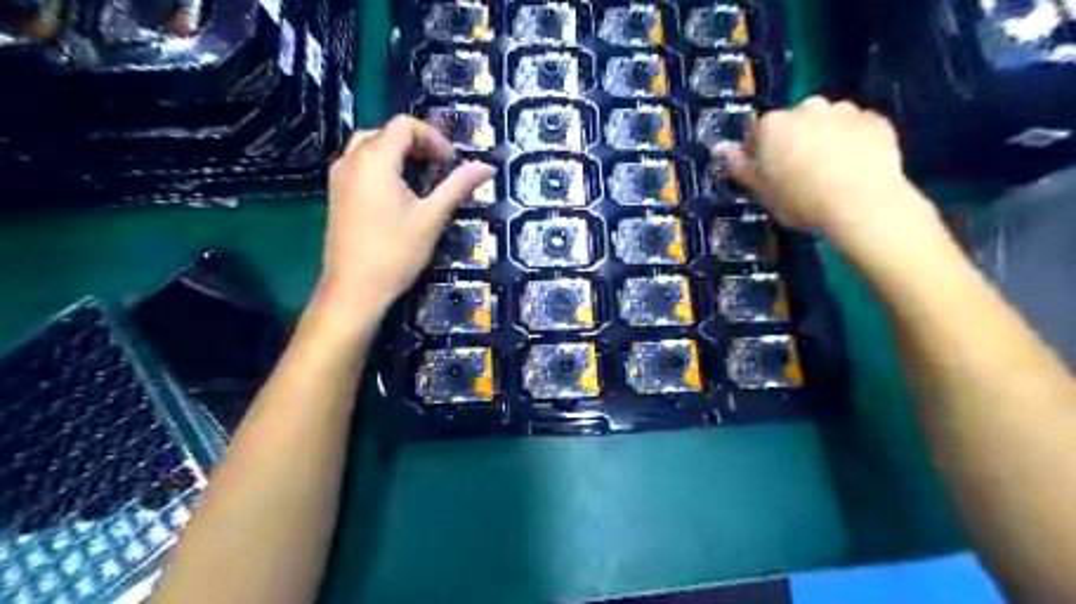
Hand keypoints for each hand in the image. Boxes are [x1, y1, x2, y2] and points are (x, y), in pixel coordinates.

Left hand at [314, 114, 493, 317]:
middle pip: (386, 132)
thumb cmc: (396, 252)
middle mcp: (351, 159)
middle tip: (439, 168)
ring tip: (421, 179)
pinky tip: (398, 194)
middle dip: (416, 144)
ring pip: (370, 148)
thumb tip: (487, 167)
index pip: (404, 125)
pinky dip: (382, 168)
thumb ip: (458, 186)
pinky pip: (360, 165)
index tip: (451, 162)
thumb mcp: (432, 217)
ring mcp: (338, 177)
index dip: (433, 137)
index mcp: (374, 159)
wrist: (354, 289)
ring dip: (398, 155)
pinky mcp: (335, 194)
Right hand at [717, 94, 939, 244]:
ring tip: (831, 169)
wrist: (861, 203)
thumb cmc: (801, 201)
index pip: (758, 132)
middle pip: (795, 121)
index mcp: (774, 125)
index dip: (761, 152)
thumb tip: (719, 149)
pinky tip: (855, 166)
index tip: (767, 172)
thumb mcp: (763, 191)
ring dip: (825, 136)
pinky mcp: (876, 120)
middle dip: (794, 139)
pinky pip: (857, 128)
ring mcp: (845, 111)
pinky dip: (854, 140)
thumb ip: (740, 168)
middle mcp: (807, 109)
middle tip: (799, 170)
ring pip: (828, 121)